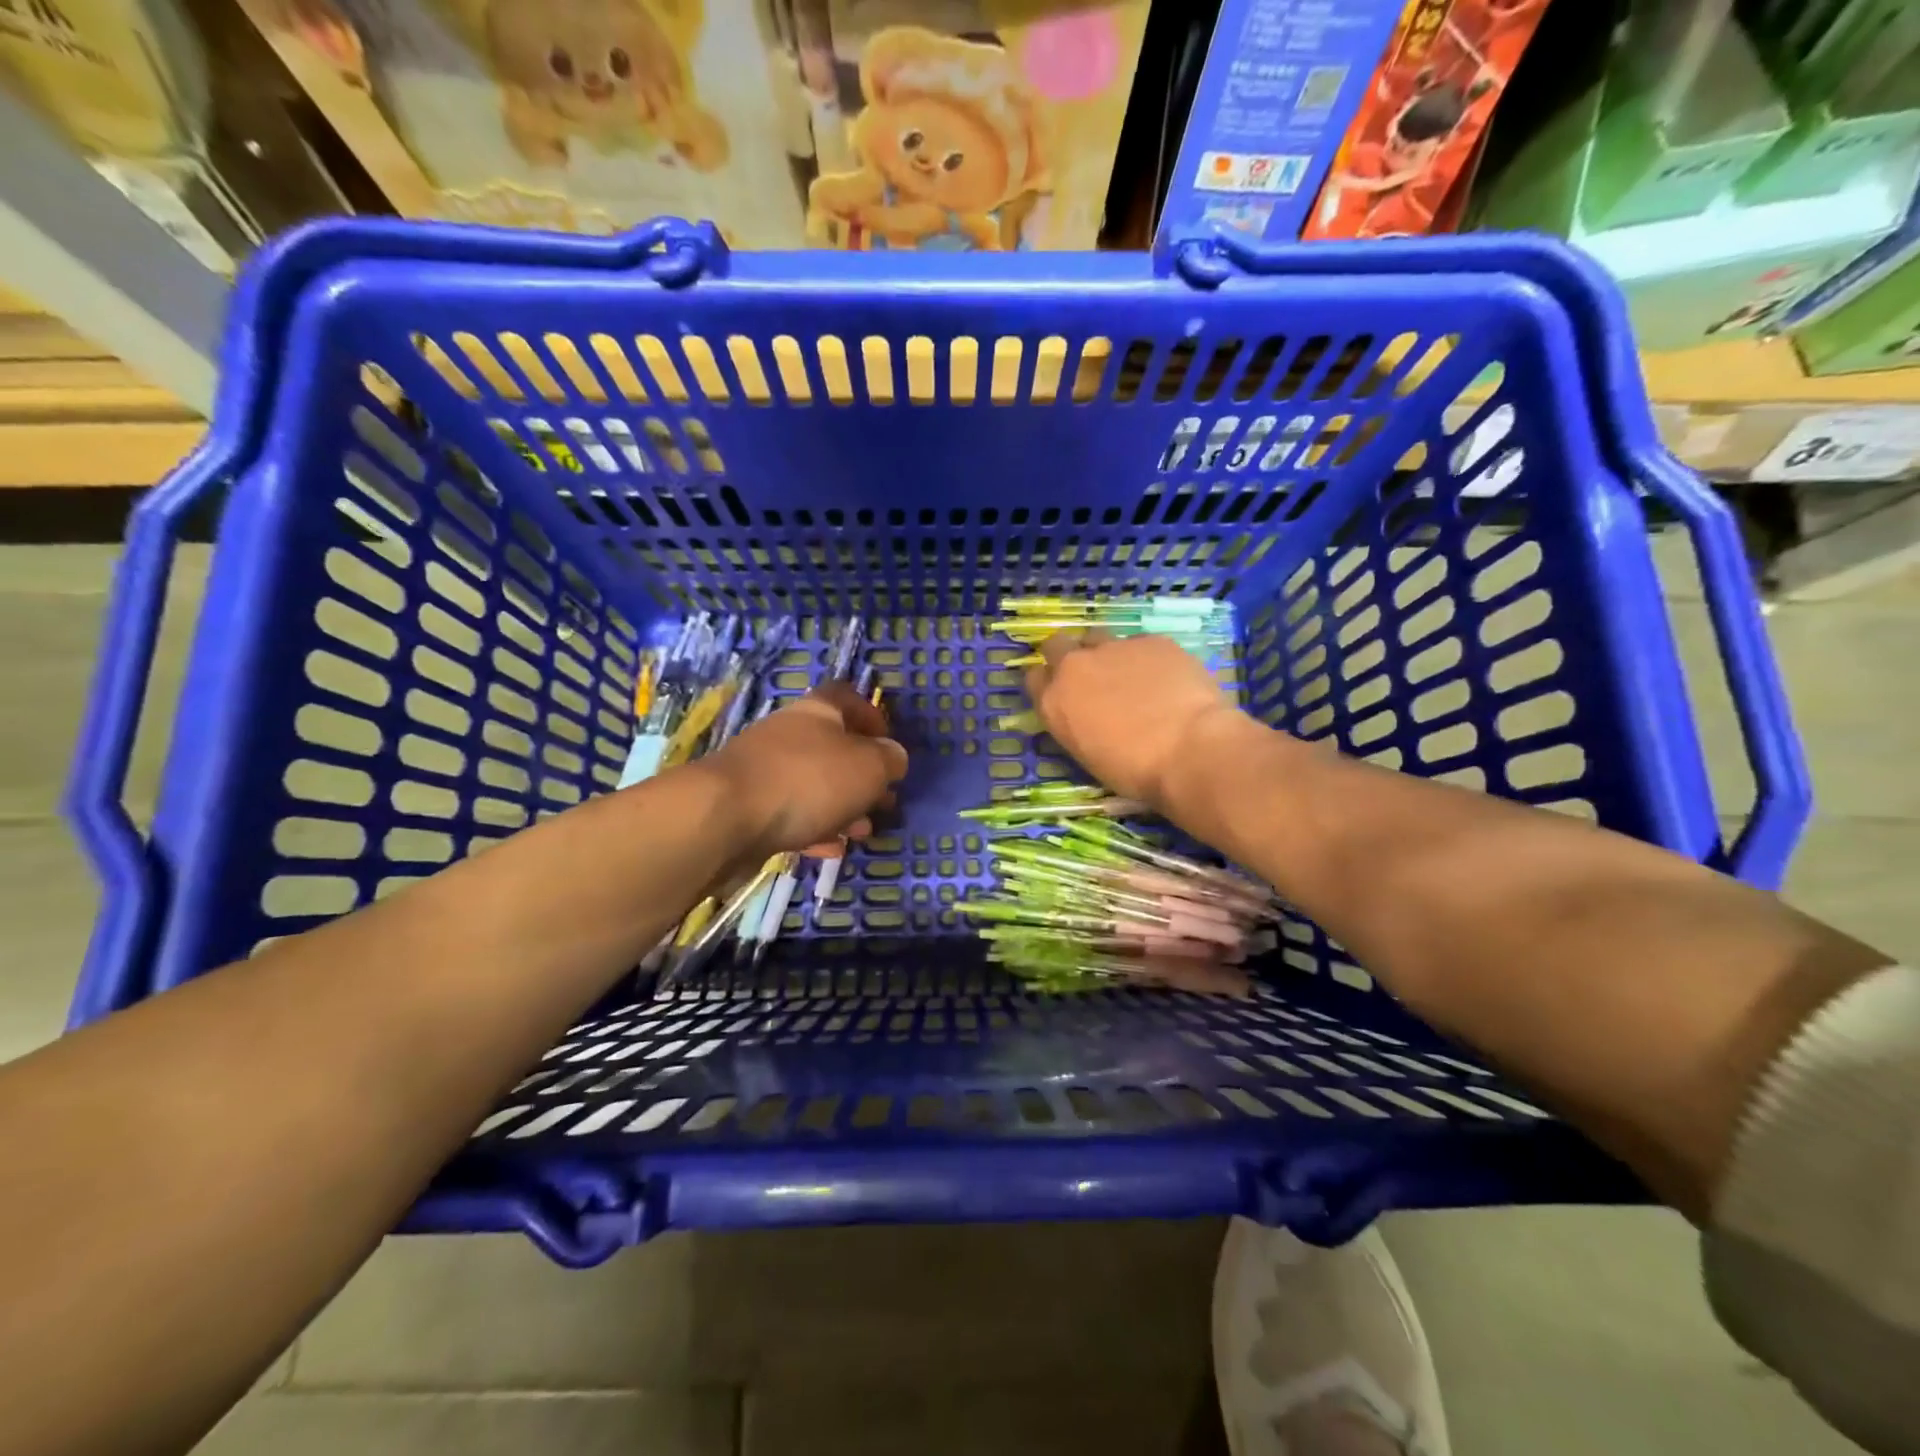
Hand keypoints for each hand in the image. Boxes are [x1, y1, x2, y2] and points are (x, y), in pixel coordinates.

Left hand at [701, 684, 906, 858]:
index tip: (889, 746)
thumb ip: (889, 760)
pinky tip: (830, 849)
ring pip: (813, 784)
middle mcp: (789, 734)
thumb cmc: (808, 781)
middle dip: (861, 775)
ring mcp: (764, 770)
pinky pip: (790, 814)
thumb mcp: (868, 767)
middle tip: (883, 800)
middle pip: (832, 746)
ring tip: (863, 832)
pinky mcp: (748, 807)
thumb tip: (894, 757)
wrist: (724, 817)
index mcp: (817, 712)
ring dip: (842, 806)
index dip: (871, 717)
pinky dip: (814, 829)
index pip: (847, 698)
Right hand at [1025, 630, 1240, 809]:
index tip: (1062, 693)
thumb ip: (1076, 724)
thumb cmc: (1135, 771)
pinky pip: (1141, 644)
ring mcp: (1113, 648)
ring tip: (1129, 674)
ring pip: (1097, 637)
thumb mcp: (1088, 754)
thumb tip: (1085, 715)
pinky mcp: (1151, 640)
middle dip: (1067, 655)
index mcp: (1053, 702)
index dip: (1048, 683)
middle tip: (1089, 676)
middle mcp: (1074, 667)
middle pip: (1056, 645)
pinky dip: (1147, 658)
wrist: (1190, 749)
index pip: (1033, 678)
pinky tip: (1166, 678)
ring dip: (1105, 652)